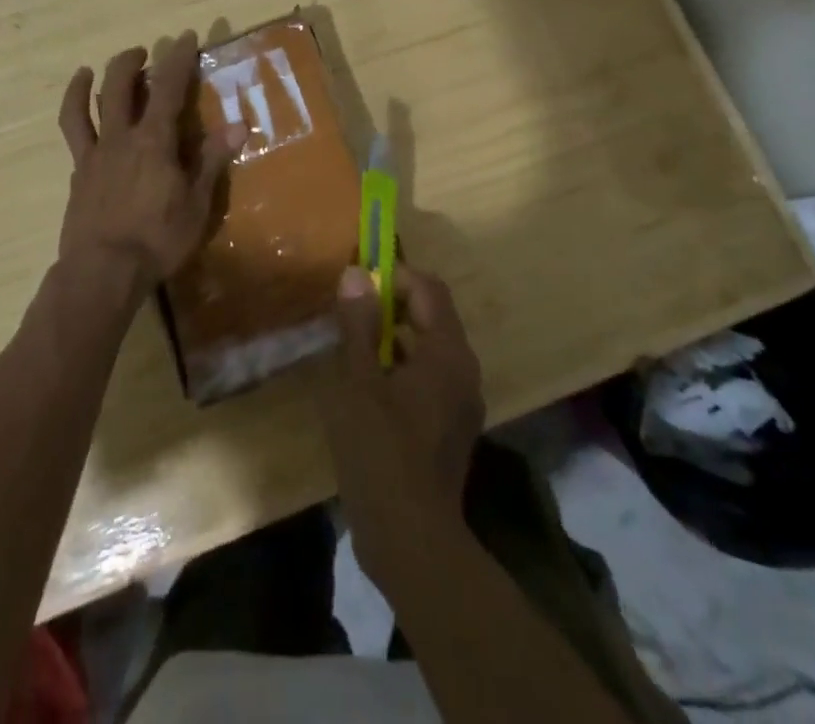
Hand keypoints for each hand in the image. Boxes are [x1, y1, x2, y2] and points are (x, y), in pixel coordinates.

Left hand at [56, 32, 243, 295]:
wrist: (102, 271)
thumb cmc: (157, 239)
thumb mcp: (196, 204)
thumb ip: (211, 160)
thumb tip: (237, 125)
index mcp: (154, 140)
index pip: (168, 86)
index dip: (178, 58)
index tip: (185, 36)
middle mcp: (121, 137)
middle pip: (120, 84)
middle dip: (132, 61)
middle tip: (145, 53)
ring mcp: (94, 153)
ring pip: (87, 105)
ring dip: (89, 82)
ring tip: (89, 70)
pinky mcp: (78, 173)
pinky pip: (72, 135)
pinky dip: (74, 114)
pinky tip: (79, 114)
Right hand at [319, 264, 485, 584]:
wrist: (411, 541)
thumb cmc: (380, 451)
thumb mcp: (358, 381)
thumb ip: (358, 324)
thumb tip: (356, 274)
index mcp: (448, 353)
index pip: (429, 289)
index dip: (395, 276)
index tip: (358, 282)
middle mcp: (464, 370)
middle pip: (432, 316)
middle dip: (392, 304)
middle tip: (350, 310)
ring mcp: (462, 402)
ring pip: (430, 348)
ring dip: (394, 336)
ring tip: (353, 343)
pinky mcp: (451, 427)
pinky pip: (430, 377)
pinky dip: (402, 366)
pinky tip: (368, 384)